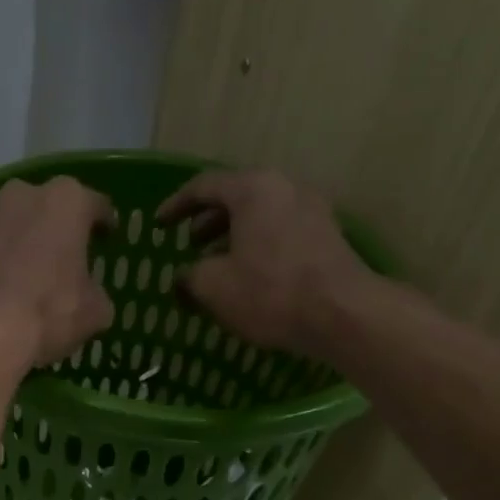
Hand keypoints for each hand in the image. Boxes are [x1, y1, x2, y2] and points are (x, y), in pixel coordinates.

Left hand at [0, 177, 114, 371]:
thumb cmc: (48, 315)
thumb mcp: (94, 313)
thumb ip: (97, 295)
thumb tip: (92, 299)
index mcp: (67, 202)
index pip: (95, 206)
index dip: (104, 224)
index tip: (107, 239)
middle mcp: (24, 194)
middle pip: (48, 207)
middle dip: (57, 228)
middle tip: (64, 257)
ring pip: (11, 222)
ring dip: (20, 239)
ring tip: (24, 272)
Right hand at [156, 169, 392, 362]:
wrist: (340, 313)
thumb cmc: (269, 292)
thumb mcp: (213, 287)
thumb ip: (189, 276)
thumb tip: (184, 277)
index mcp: (253, 189)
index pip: (204, 186)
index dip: (176, 206)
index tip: (159, 225)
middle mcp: (284, 187)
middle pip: (236, 197)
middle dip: (208, 221)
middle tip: (190, 245)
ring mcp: (311, 209)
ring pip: (260, 215)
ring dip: (232, 237)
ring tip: (216, 265)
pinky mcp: (325, 235)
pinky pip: (280, 231)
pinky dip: (256, 246)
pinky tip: (248, 276)